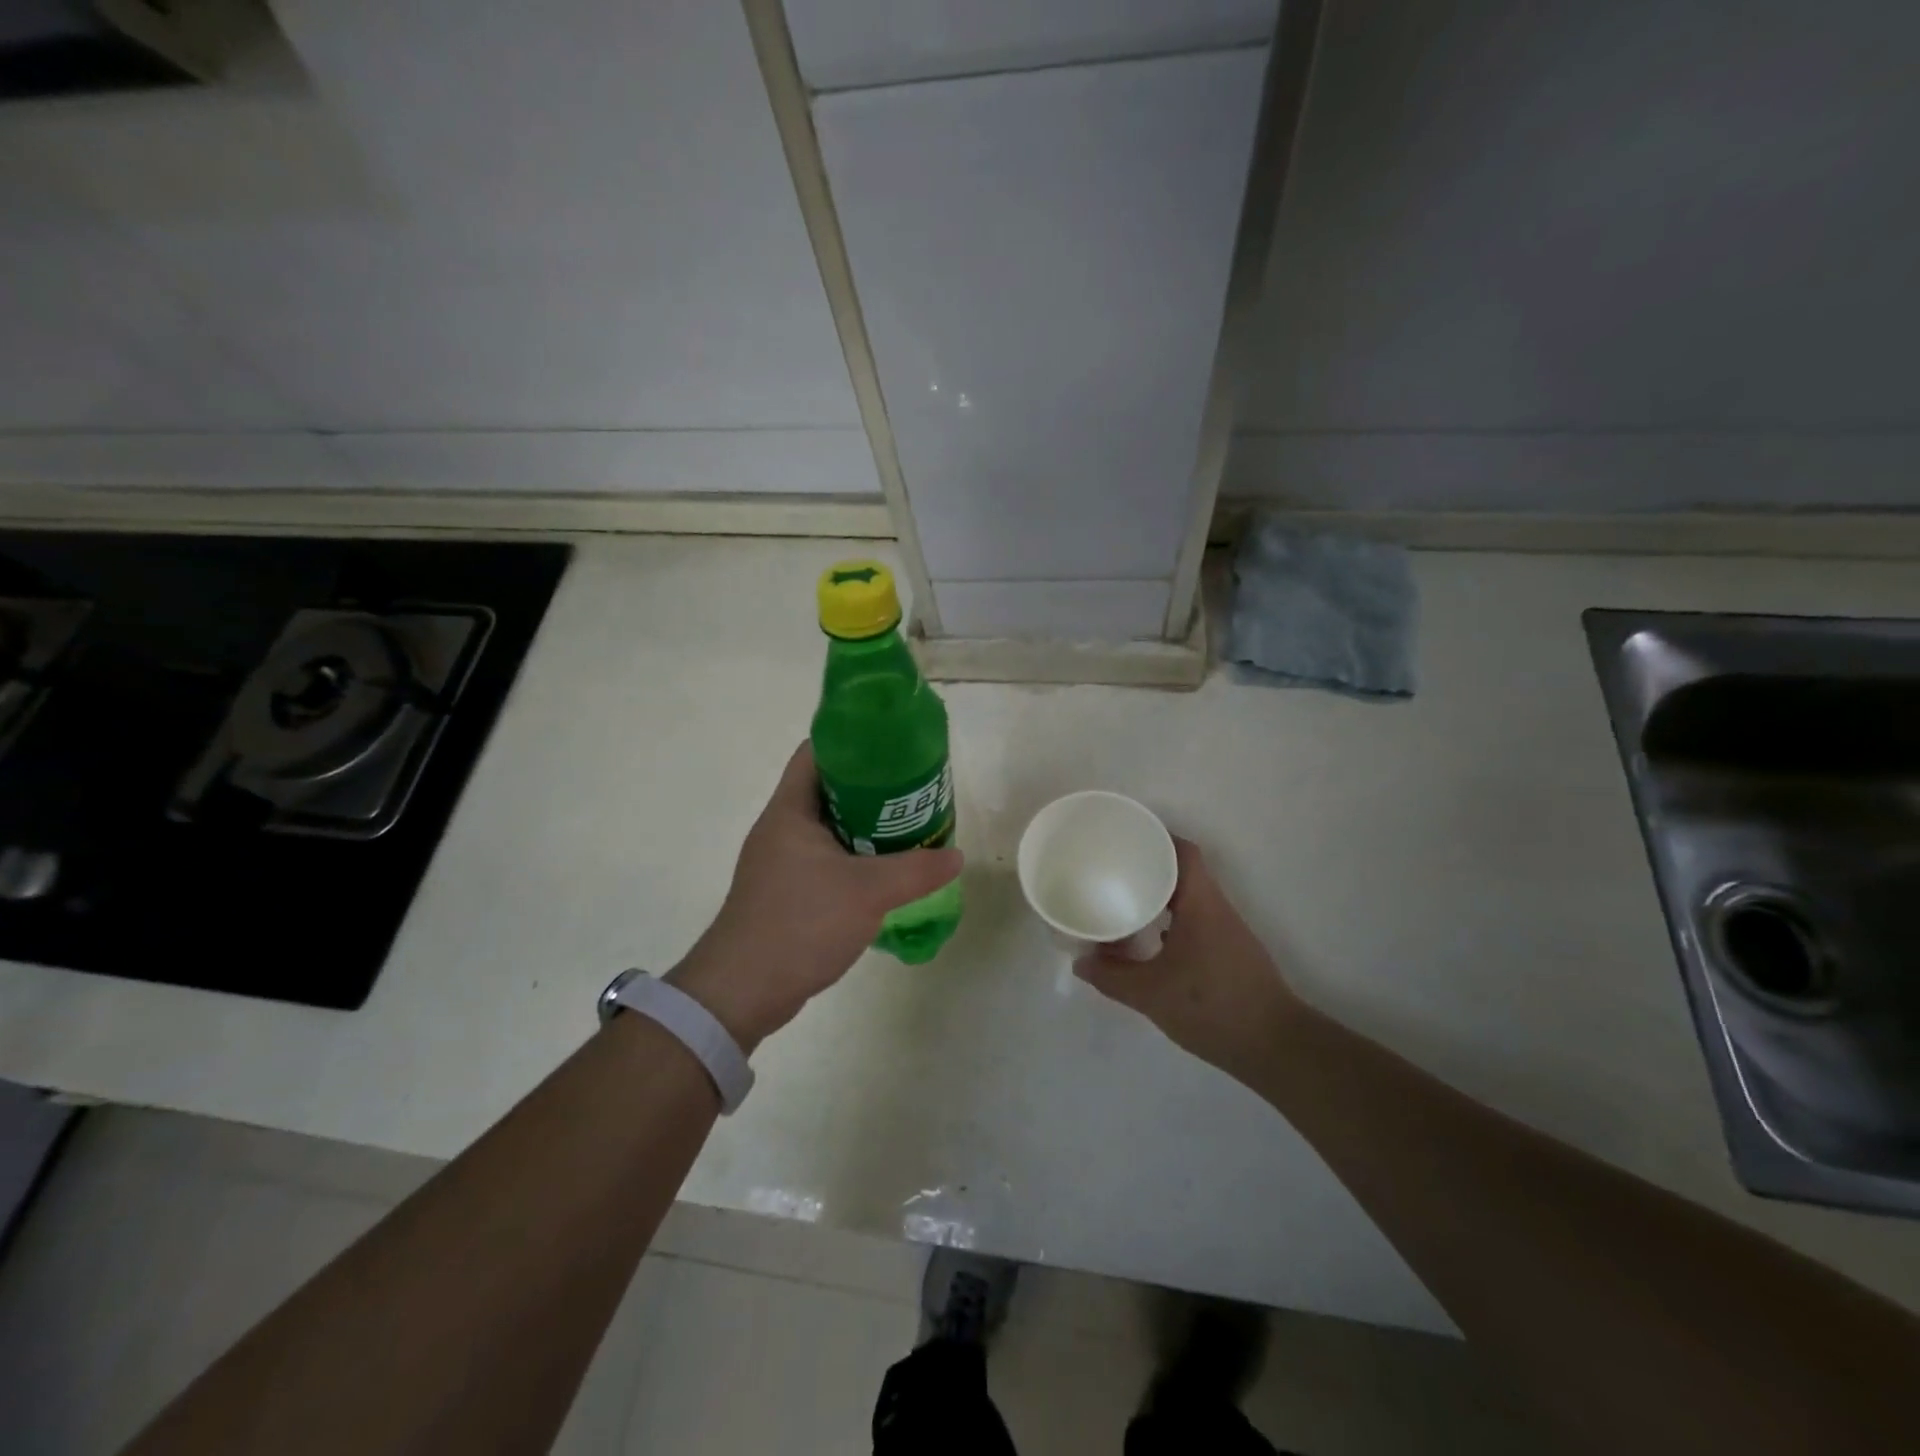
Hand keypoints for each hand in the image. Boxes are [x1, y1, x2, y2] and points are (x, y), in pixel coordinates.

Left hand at [667, 743, 961, 1051]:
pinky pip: (829, 859)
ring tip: (910, 827)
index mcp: (790, 810)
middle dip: (873, 786)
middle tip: (914, 791)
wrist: (744, 990)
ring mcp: (783, 861)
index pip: (817, 752)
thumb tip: (955, 855)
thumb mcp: (867, 892)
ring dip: (868, 825)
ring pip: (832, 827)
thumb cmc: (800, 923)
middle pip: (830, 788)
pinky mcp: (788, 891)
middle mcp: (782, 828)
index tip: (894, 745)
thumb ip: (916, 871)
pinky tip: (888, 871)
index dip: (854, 740)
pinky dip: (858, 858)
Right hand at [1075, 836, 1301, 1080]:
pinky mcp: (1228, 953)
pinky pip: (1194, 921)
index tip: (1124, 837)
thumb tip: (1080, 962)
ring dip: (1159, 895)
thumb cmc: (1212, 1006)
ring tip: (1123, 899)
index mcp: (1201, 903)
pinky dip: (1169, 920)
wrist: (1275, 1047)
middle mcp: (1216, 909)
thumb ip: (1112, 976)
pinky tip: (1148, 939)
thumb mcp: (1150, 994)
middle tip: (1112, 868)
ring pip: (1189, 898)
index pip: (1182, 852)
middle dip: (1148, 866)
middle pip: (1183, 871)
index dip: (1155, 837)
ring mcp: (1226, 932)